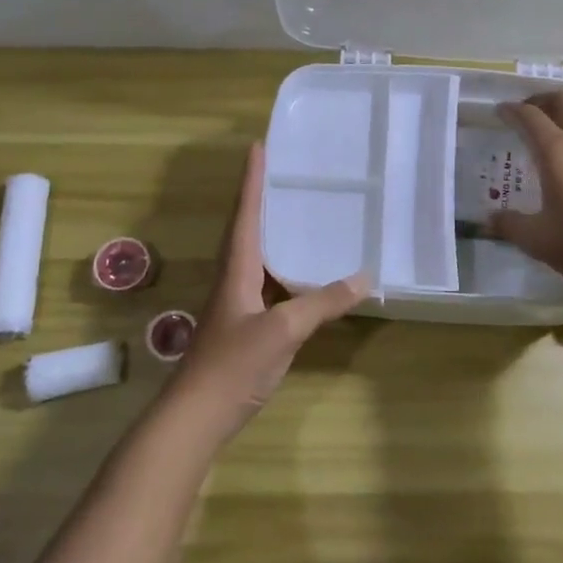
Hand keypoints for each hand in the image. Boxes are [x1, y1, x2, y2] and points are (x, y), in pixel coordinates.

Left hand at [170, 143, 365, 433]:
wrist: (197, 415)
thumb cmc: (233, 364)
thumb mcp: (283, 330)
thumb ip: (322, 303)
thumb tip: (365, 277)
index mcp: (236, 269)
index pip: (246, 214)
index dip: (252, 180)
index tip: (258, 146)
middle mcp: (233, 279)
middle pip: (247, 229)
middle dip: (261, 198)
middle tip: (284, 173)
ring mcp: (236, 304)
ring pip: (256, 256)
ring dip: (271, 231)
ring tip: (297, 213)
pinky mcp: (244, 326)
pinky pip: (267, 283)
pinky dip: (285, 269)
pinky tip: (303, 275)